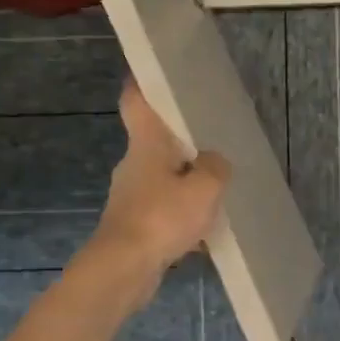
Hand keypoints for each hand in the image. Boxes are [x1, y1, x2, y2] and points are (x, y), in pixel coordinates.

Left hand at [86, 83, 229, 305]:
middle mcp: (133, 165)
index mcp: (145, 144)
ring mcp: (129, 197)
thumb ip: (216, 168)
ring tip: (214, 187)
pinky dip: (180, 213)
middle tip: (210, 139)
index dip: (141, 83)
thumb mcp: (205, 187)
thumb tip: (215, 162)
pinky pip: (161, 210)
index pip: (135, 102)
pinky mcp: (132, 225)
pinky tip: (202, 228)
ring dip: (183, 181)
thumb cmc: (162, 217)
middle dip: (179, 141)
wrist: (123, 269)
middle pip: (154, 142)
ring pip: (160, 178)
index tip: (150, 71)